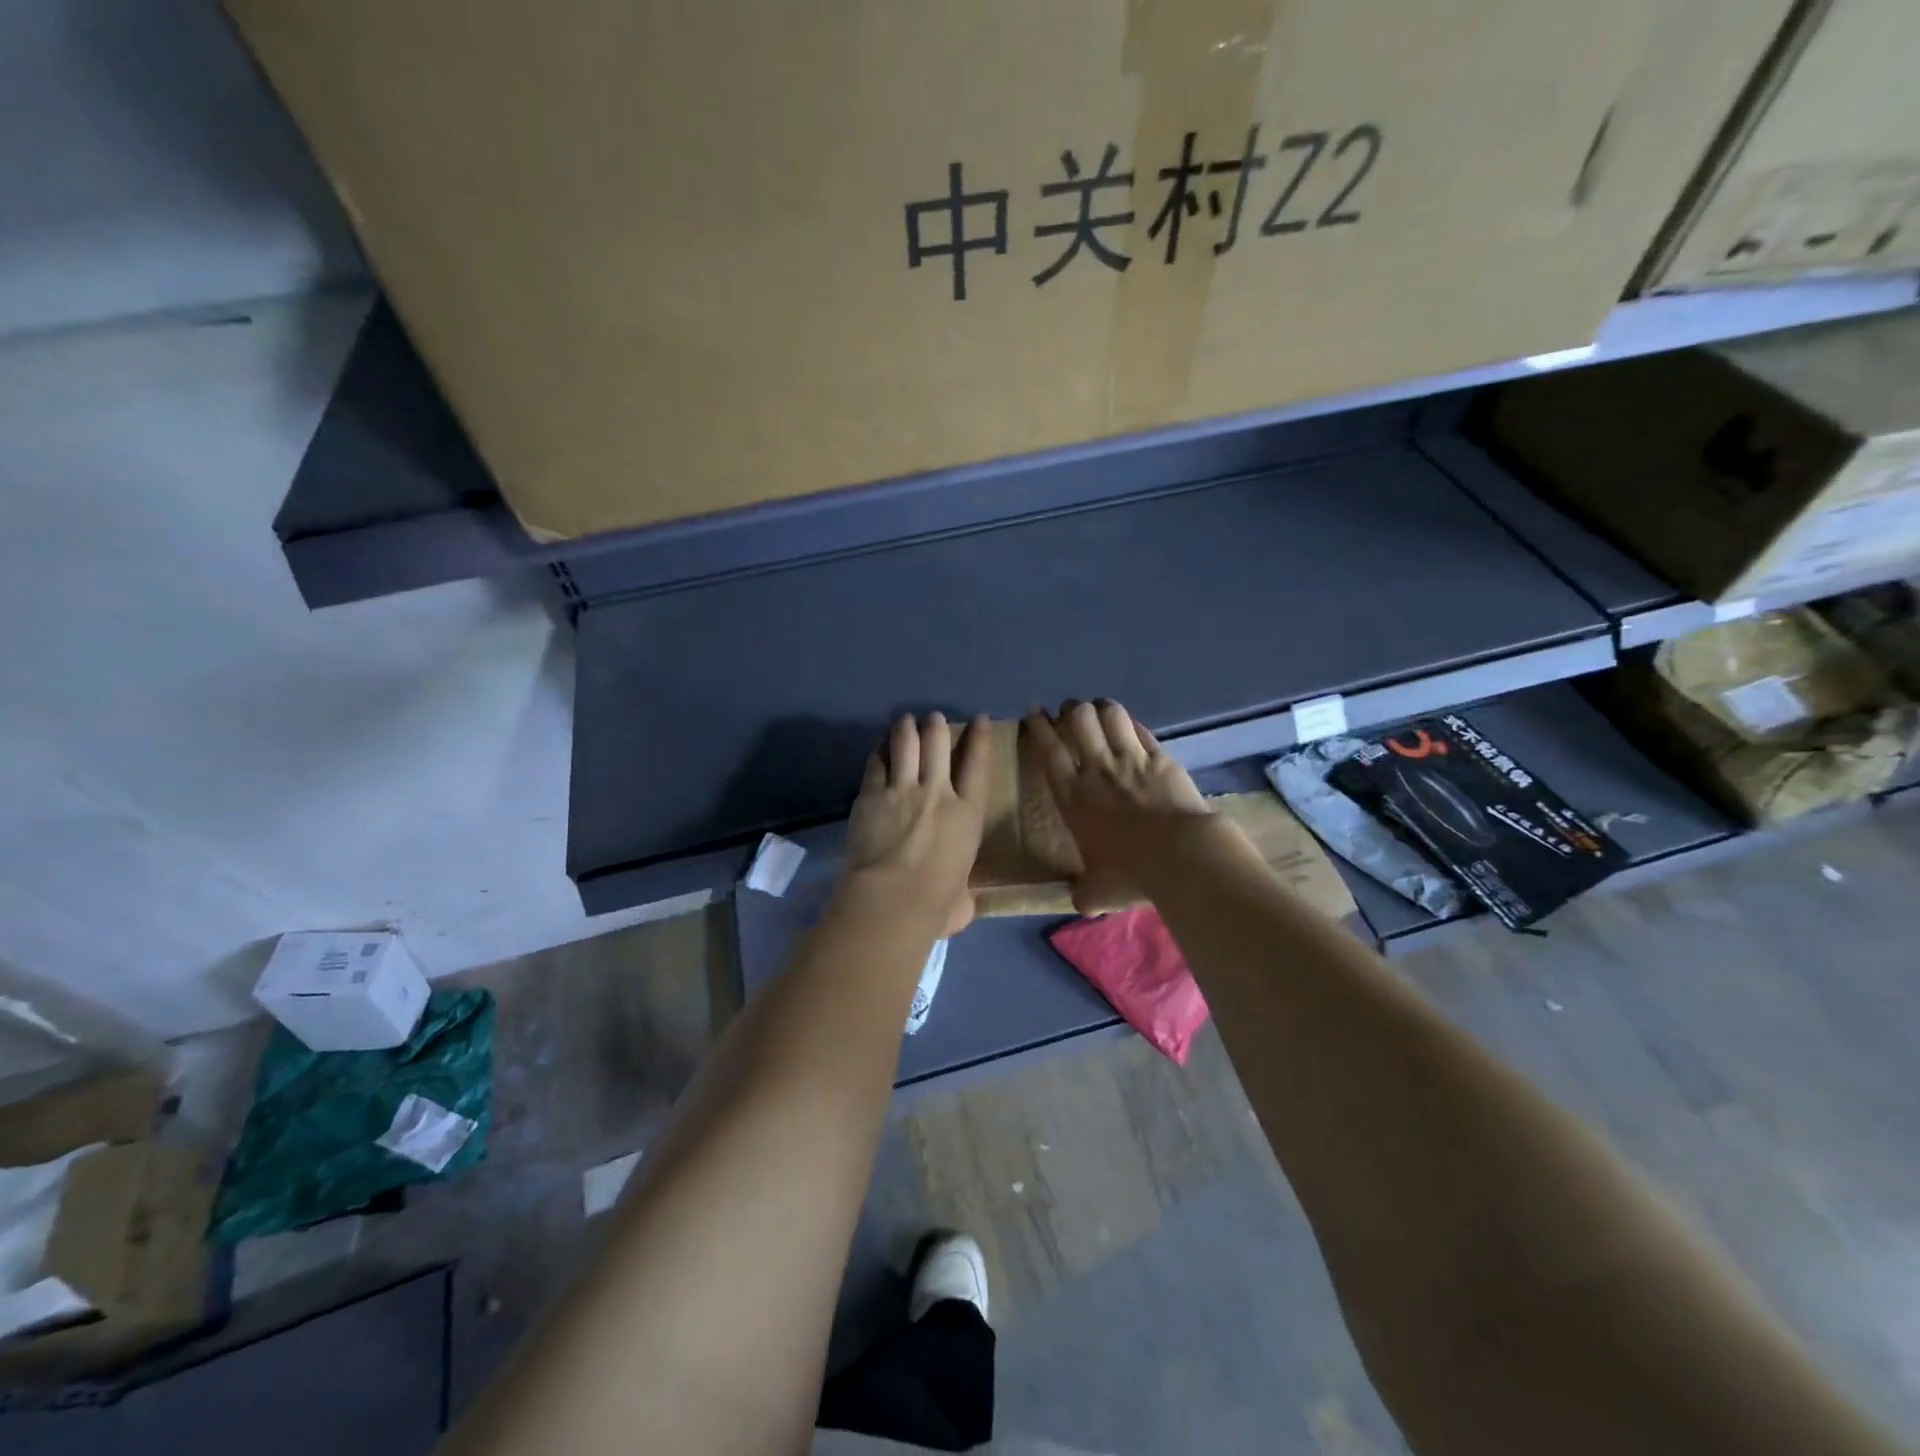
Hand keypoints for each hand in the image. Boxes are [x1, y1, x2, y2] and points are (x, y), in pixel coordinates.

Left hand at [842, 713, 990, 938]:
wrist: (892, 899)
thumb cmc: (936, 905)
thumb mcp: (962, 899)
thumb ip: (963, 894)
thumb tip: (962, 904)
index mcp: (968, 814)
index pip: (978, 765)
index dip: (980, 738)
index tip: (980, 720)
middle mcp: (938, 793)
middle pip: (938, 744)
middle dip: (937, 726)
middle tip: (933, 719)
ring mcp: (902, 790)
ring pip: (906, 744)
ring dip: (906, 729)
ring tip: (905, 721)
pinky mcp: (871, 795)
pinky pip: (875, 763)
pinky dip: (879, 751)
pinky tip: (879, 745)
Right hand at [1024, 700, 1212, 911]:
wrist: (1180, 856)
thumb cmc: (1129, 873)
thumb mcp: (1096, 892)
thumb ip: (1084, 892)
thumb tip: (1082, 900)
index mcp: (1072, 796)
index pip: (1048, 749)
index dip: (1038, 726)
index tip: (1033, 711)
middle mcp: (1097, 769)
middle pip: (1077, 719)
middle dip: (1070, 710)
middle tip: (1068, 713)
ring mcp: (1131, 759)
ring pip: (1109, 714)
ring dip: (1100, 709)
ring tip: (1098, 712)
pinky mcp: (1161, 757)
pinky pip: (1140, 728)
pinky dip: (1129, 722)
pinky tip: (1128, 724)